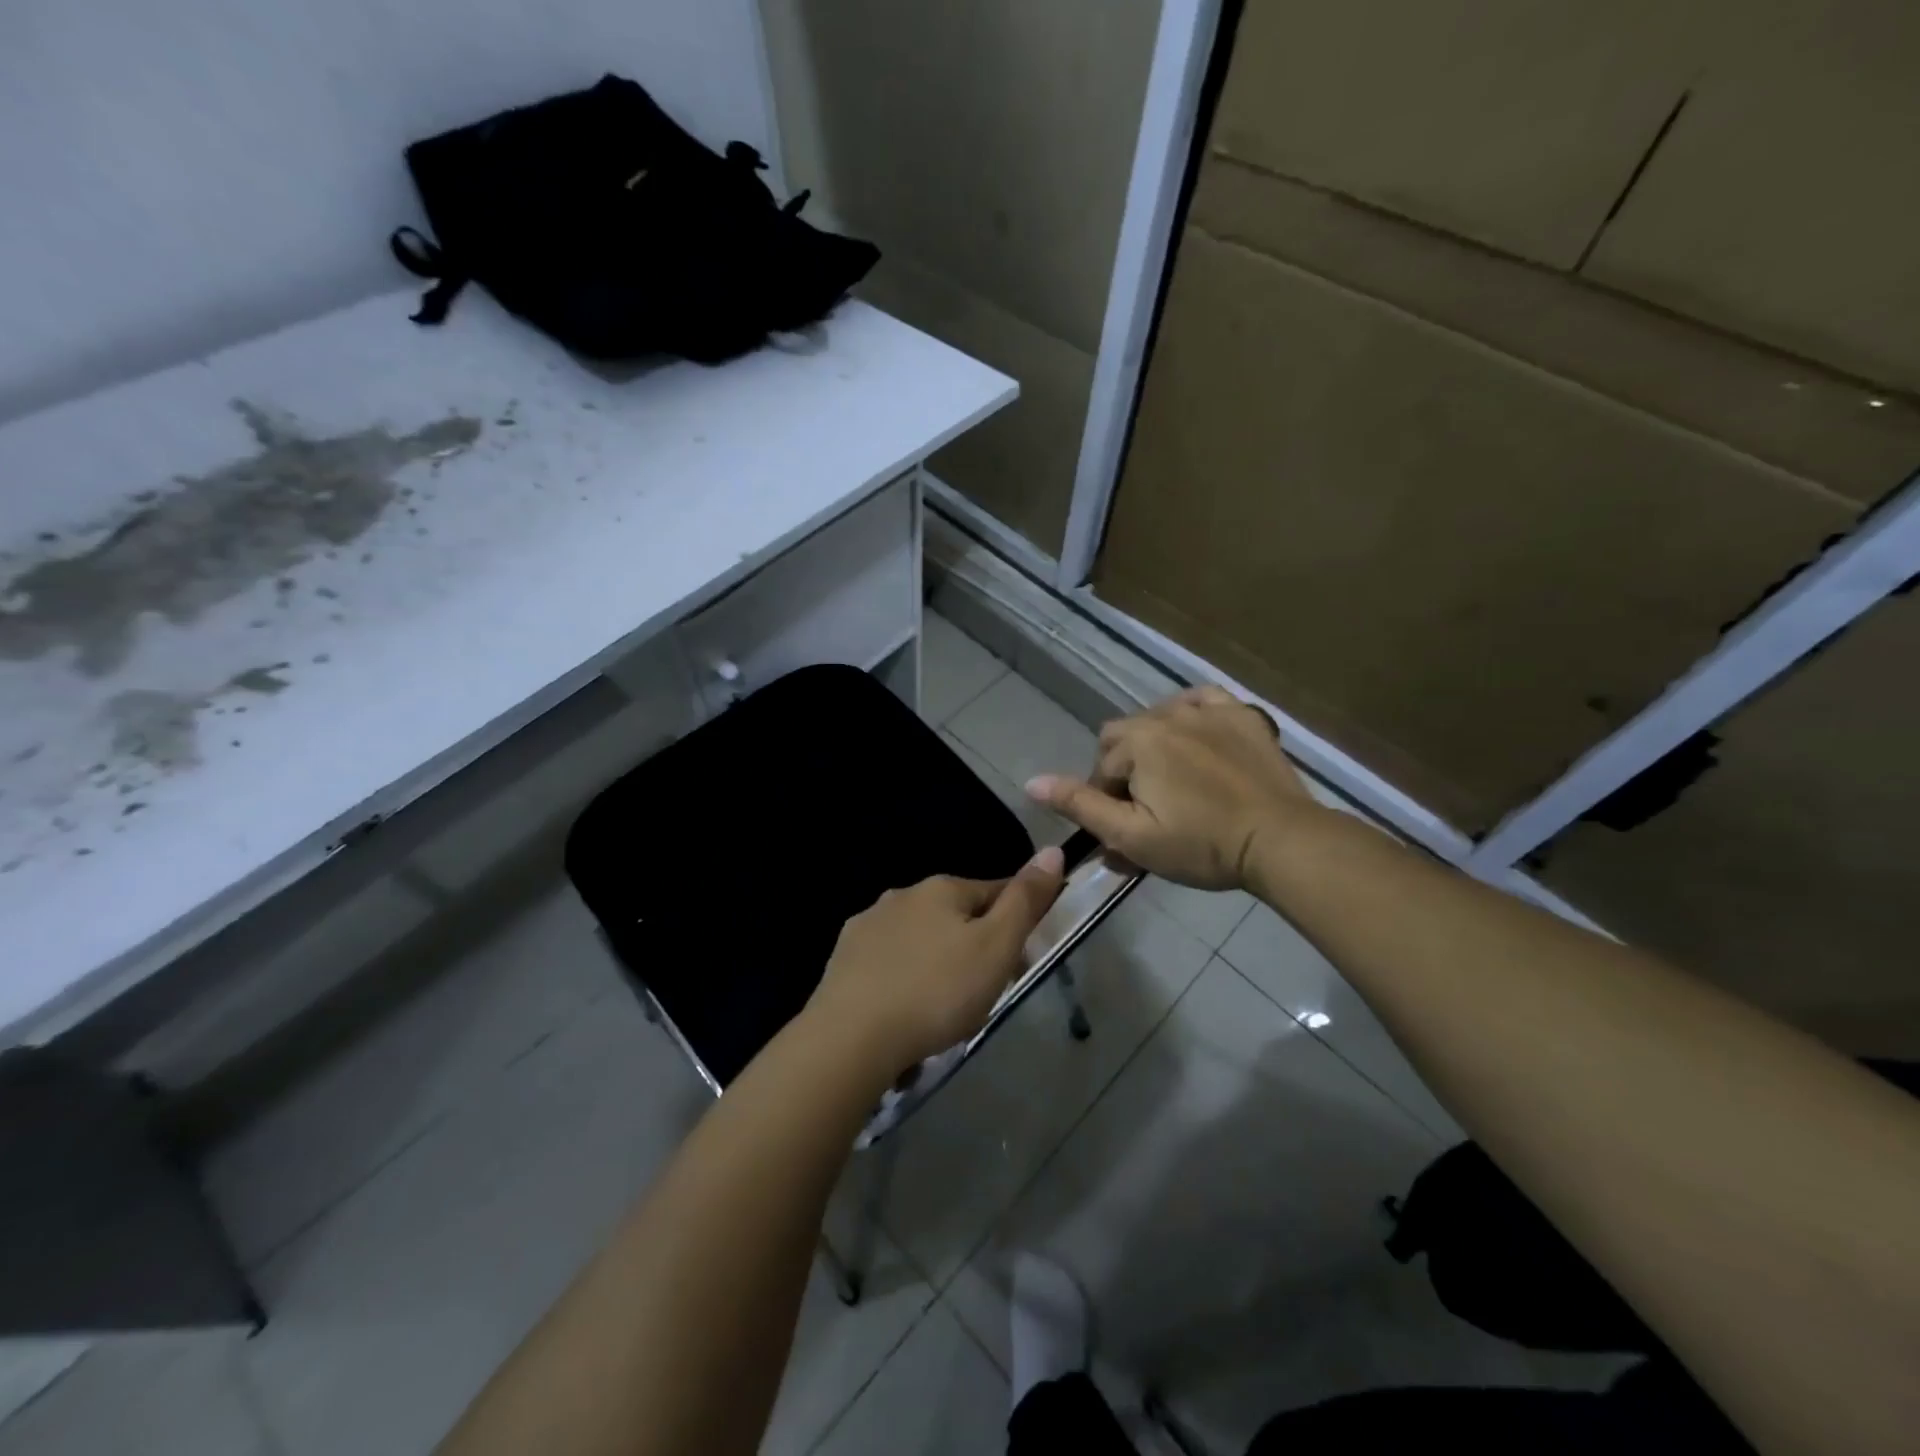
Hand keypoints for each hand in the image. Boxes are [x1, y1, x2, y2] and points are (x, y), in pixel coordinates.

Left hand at [807, 847, 1065, 1072]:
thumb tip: (1053, 850)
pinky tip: (905, 1007)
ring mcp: (868, 925)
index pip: (994, 890)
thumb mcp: (996, 947)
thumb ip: (1025, 900)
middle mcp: (902, 895)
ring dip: (937, 960)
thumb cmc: (937, 991)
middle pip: (955, 915)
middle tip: (985, 991)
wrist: (851, 1037)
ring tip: (945, 1006)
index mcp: (941, 888)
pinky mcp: (844, 958)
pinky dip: (903, 977)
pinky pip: (889, 961)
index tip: (1022, 958)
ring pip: (920, 937)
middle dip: (974, 944)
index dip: (1016, 920)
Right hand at [1027, 687, 1320, 891]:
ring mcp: (1208, 710)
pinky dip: (1191, 715)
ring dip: (1155, 744)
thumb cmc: (1202, 844)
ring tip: (1176, 780)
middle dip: (1126, 769)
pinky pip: (1202, 700)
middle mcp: (1167, 714)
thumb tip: (1032, 782)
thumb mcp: (1132, 837)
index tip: (1128, 830)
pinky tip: (1197, 737)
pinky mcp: (1242, 714)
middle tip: (1149, 807)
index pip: (1101, 768)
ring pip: (1159, 717)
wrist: (1281, 840)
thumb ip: (1081, 806)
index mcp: (1138, 742)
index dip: (1106, 802)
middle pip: (1124, 736)